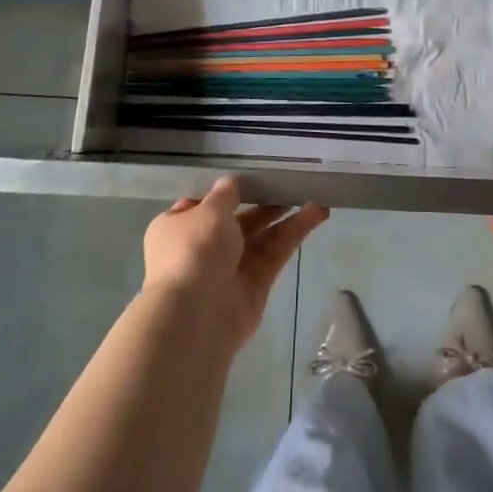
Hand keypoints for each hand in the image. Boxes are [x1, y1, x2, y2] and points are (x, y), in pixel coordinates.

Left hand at [143, 177, 328, 351]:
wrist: (195, 315)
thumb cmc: (193, 251)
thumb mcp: (208, 211)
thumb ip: (225, 194)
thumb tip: (231, 183)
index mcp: (177, 227)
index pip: (203, 205)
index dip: (227, 192)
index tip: (253, 176)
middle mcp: (201, 248)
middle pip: (238, 220)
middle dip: (264, 203)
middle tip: (292, 185)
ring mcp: (229, 269)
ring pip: (261, 237)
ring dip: (287, 218)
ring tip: (315, 198)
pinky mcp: (254, 286)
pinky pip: (274, 254)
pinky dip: (293, 235)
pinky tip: (315, 215)